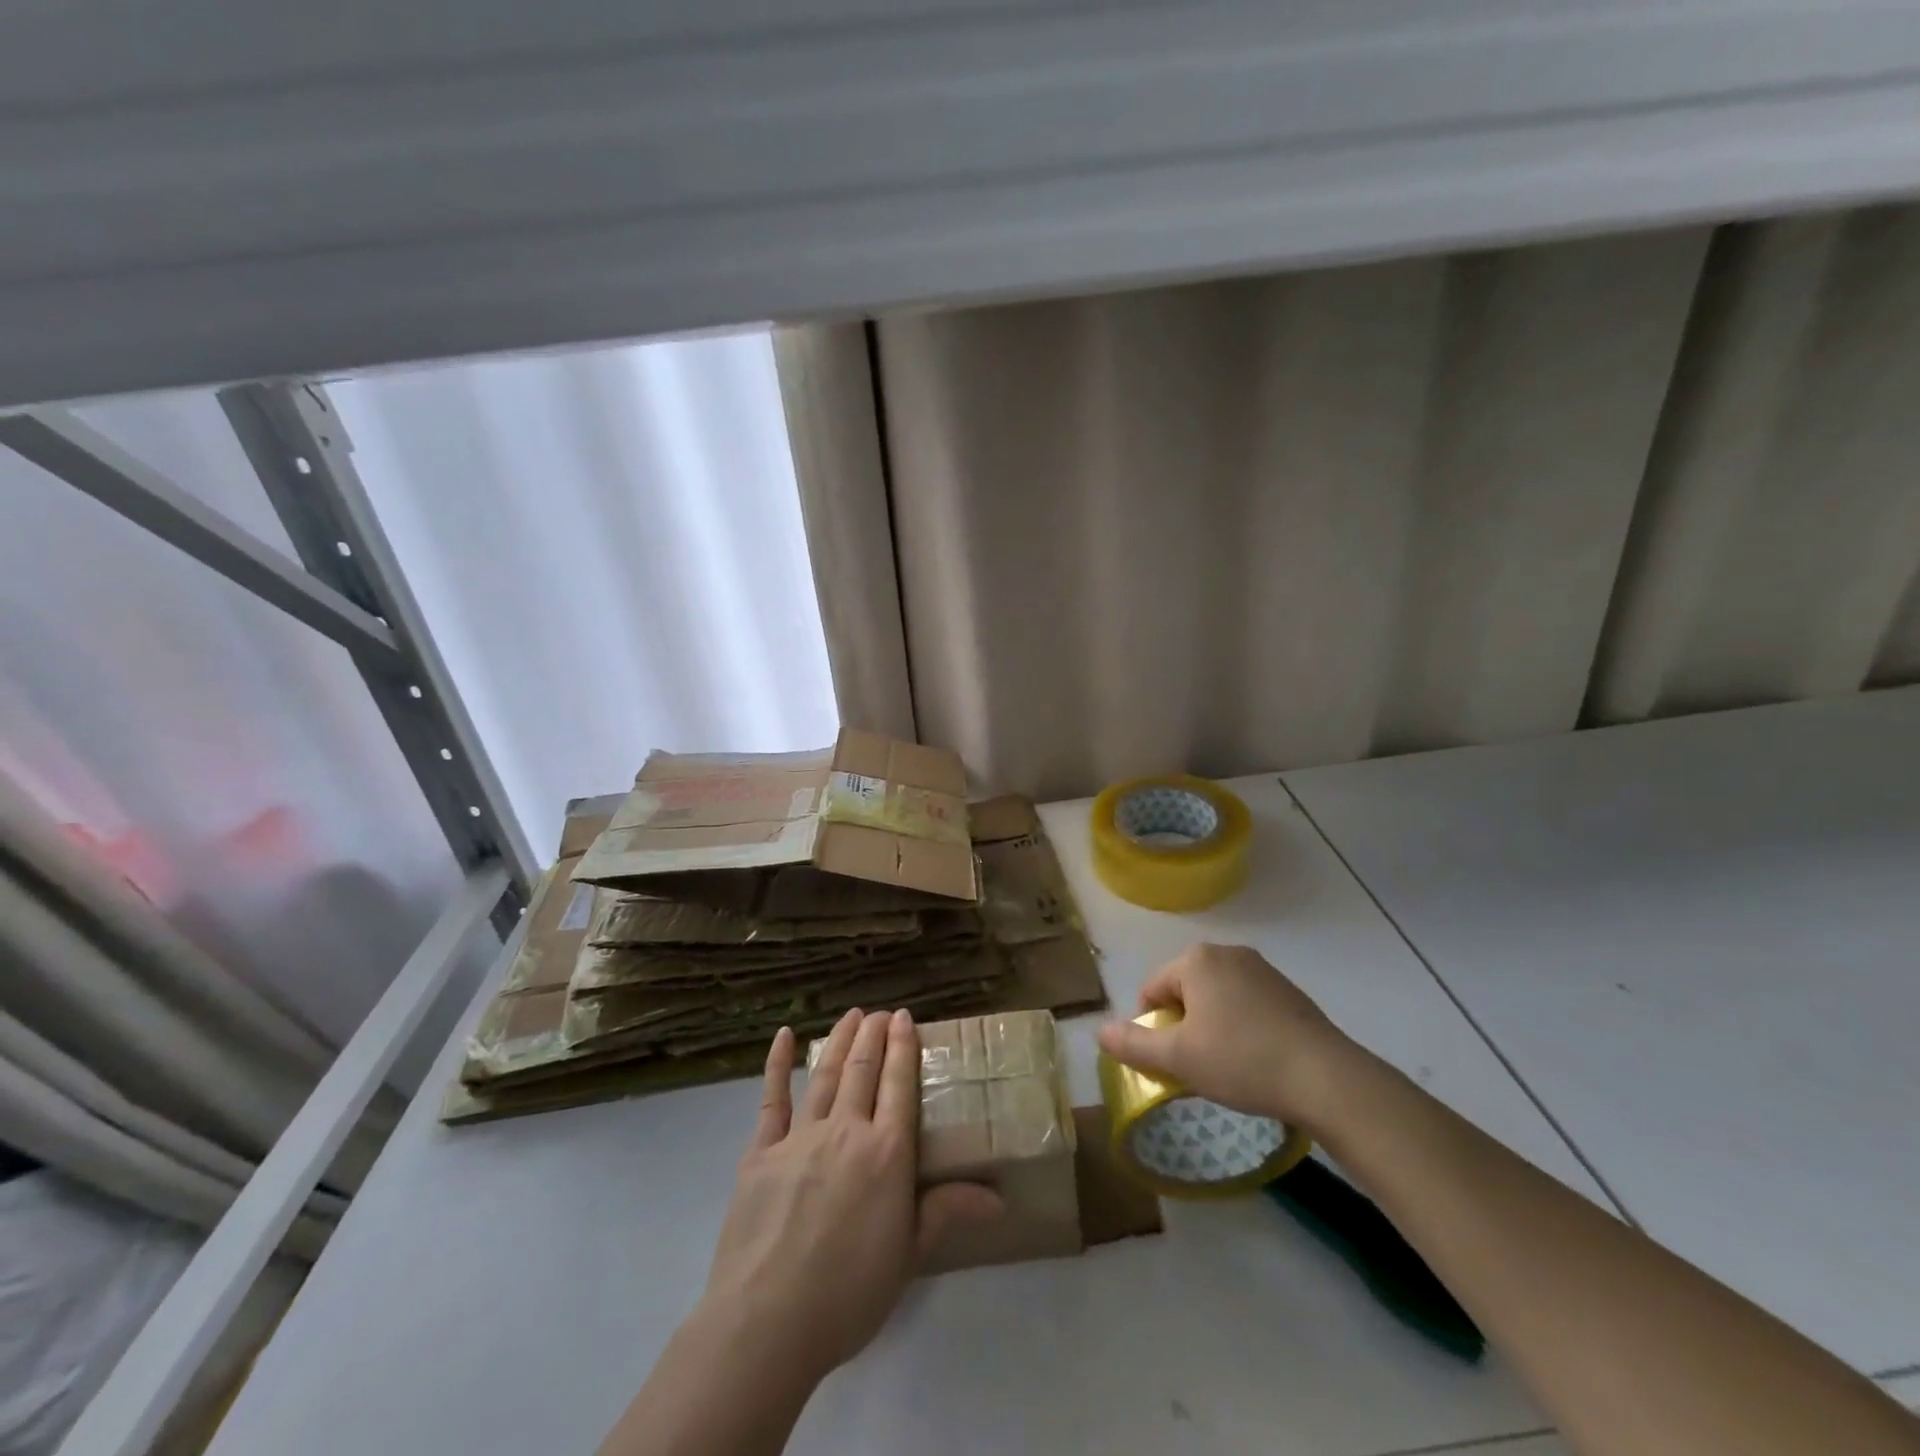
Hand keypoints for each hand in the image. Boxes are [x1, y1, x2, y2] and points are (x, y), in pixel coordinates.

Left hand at [700, 1009, 999, 1386]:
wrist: (768, 1322)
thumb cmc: (849, 1293)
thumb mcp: (909, 1255)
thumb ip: (948, 1211)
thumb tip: (1000, 1197)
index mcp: (887, 1152)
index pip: (899, 1083)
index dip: (903, 1046)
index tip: (905, 1017)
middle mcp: (847, 1130)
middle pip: (863, 1069)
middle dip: (873, 1034)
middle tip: (880, 1013)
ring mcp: (801, 1136)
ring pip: (826, 1075)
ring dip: (840, 1040)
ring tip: (851, 1015)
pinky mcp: (761, 1151)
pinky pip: (772, 1099)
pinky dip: (778, 1064)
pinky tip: (785, 1036)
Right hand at [1095, 943, 1359, 1133]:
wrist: (1326, 1079)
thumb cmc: (1241, 1060)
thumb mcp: (1178, 1058)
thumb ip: (1133, 1044)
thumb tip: (1099, 1032)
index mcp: (1197, 959)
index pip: (1152, 990)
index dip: (1150, 1028)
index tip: (1166, 1062)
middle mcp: (1228, 953)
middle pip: (1184, 990)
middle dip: (1182, 1026)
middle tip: (1193, 1066)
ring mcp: (1263, 970)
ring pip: (1216, 998)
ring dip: (1210, 1027)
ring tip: (1225, 1067)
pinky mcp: (1288, 991)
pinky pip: (1246, 1005)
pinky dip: (1240, 1028)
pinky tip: (1254, 1060)